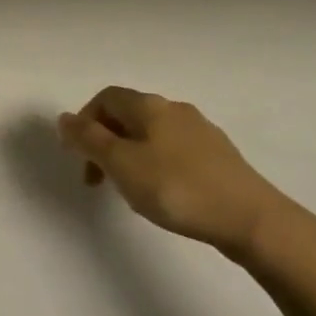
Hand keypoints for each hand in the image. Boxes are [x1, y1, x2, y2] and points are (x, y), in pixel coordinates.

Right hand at [58, 87, 287, 249]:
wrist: (251, 218)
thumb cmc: (178, 188)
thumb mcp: (122, 165)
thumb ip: (89, 141)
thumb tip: (63, 118)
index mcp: (149, 105)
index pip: (106, 97)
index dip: (85, 121)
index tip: (79, 157)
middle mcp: (174, 108)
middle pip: (128, 114)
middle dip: (106, 141)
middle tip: (98, 180)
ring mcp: (201, 131)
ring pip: (152, 134)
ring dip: (131, 155)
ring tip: (130, 191)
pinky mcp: (219, 156)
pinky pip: (175, 151)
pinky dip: (157, 165)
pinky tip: (165, 195)